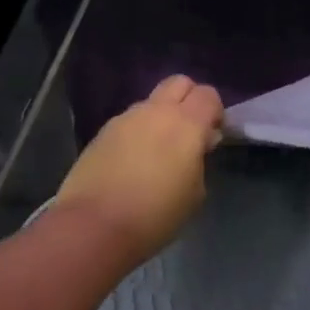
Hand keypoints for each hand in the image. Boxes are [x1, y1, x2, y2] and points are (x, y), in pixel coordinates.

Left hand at [55, 75, 223, 264]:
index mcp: (186, 124)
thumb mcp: (195, 194)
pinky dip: (137, 133)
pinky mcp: (101, 133)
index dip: (215, 113)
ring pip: (151, 103)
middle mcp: (155, 111)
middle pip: (179, 83)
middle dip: (189, 100)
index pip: (208, 95)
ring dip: (160, 117)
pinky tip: (132, 163)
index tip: (212, 138)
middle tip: (189, 134)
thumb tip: (195, 147)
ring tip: (157, 153)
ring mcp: (124, 119)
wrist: (94, 227)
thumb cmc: (156, 215)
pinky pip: (129, 122)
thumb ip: (199, 161)